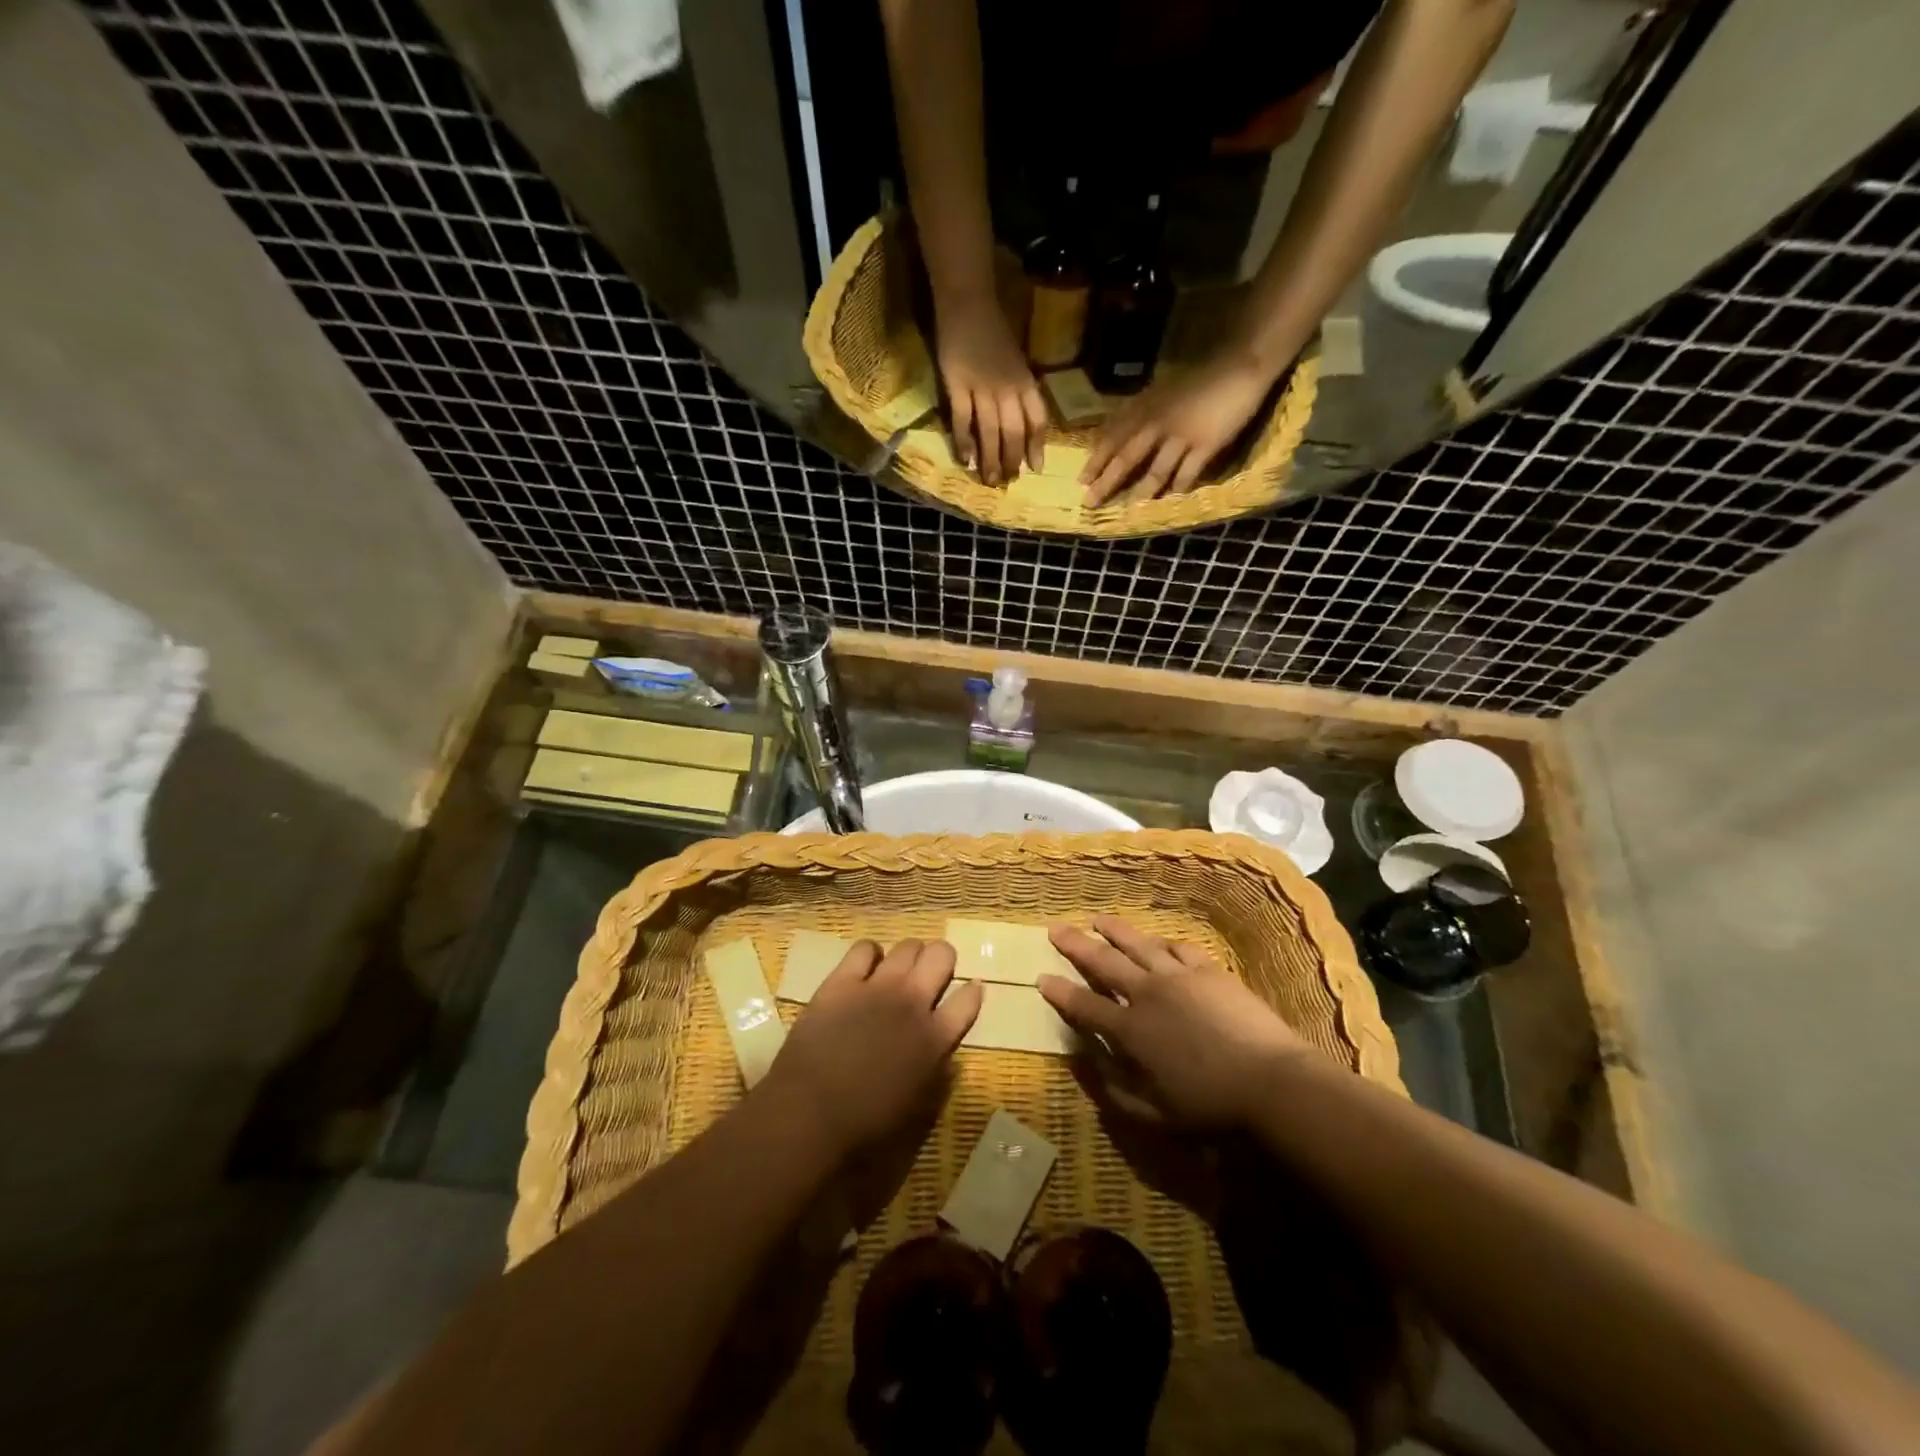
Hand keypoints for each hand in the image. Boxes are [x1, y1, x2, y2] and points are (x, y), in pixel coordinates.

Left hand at [761, 938, 982, 1159]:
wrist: (810, 1116)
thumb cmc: (868, 1126)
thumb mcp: (921, 1106)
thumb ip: (938, 1068)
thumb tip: (943, 1050)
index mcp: (936, 1038)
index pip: (969, 998)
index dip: (971, 992)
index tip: (968, 992)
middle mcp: (913, 1002)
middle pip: (942, 955)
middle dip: (940, 961)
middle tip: (929, 977)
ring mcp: (877, 986)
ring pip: (908, 946)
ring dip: (909, 957)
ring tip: (898, 972)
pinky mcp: (842, 981)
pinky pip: (864, 948)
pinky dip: (870, 955)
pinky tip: (864, 970)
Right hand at [933, 293, 1048, 483]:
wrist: (968, 302)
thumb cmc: (993, 331)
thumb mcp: (1016, 361)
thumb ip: (1019, 389)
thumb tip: (1020, 420)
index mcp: (1025, 382)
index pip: (1037, 419)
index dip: (1037, 446)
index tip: (1035, 468)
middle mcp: (1008, 389)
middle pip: (1014, 432)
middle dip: (1012, 460)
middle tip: (1008, 481)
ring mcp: (982, 388)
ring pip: (990, 431)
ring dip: (990, 459)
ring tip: (989, 480)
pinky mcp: (957, 385)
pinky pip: (963, 420)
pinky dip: (964, 442)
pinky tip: (966, 460)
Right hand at [1038, 916, 1308, 1127]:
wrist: (1271, 1081)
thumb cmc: (1210, 1106)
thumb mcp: (1153, 1112)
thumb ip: (1112, 1086)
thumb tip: (1082, 1060)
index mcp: (1130, 1030)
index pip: (1085, 1006)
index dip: (1060, 992)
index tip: (1042, 978)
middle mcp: (1147, 994)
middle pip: (1104, 962)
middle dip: (1077, 945)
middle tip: (1057, 929)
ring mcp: (1178, 976)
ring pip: (1138, 944)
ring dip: (1115, 932)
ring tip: (1098, 920)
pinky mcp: (1208, 970)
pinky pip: (1178, 947)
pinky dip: (1162, 942)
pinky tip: (1157, 941)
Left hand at [1081, 349, 1281, 504]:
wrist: (1240, 365)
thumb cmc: (1199, 378)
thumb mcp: (1161, 391)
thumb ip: (1140, 412)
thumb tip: (1116, 434)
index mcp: (1145, 408)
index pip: (1113, 437)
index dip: (1097, 460)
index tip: (1081, 480)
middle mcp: (1158, 424)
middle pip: (1126, 458)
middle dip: (1106, 482)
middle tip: (1090, 503)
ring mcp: (1182, 436)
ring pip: (1155, 471)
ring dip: (1140, 493)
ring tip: (1127, 512)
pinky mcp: (1206, 445)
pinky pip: (1187, 474)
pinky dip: (1177, 490)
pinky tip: (1168, 504)